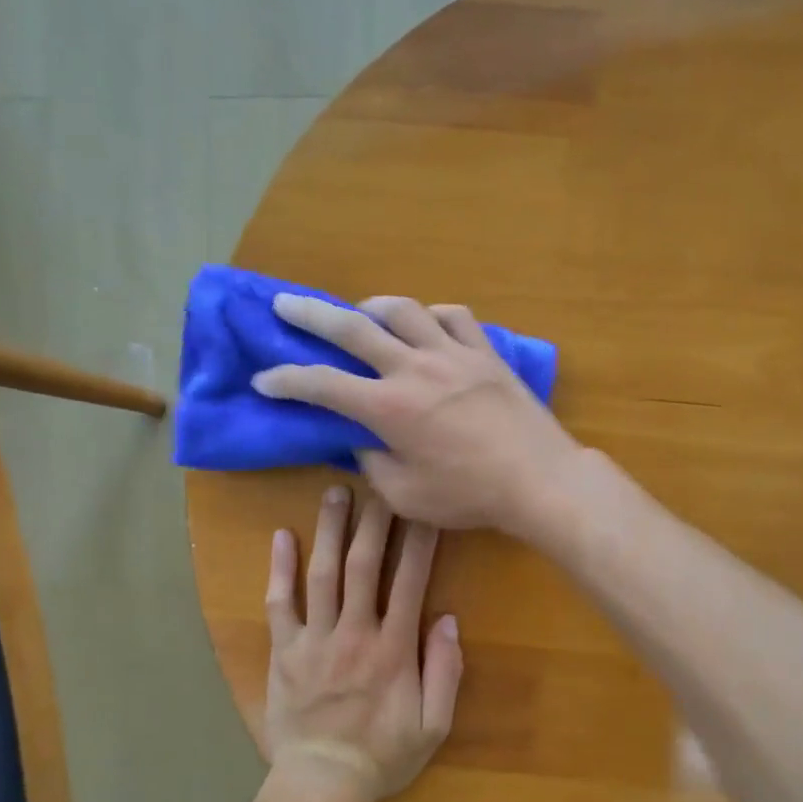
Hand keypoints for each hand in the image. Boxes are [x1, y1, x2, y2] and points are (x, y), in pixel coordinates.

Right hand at [252, 294, 582, 535]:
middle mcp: (414, 368)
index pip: (321, 384)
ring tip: (360, 313)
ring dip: (373, 307)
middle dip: (310, 315)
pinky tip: (426, 324)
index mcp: (388, 408)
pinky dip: (432, 315)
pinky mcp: (485, 353)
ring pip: (404, 310)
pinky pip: (454, 317)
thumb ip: (374, 464)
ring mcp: (453, 354)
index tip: (264, 379)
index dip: (285, 380)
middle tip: (284, 305)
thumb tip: (362, 441)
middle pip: (352, 327)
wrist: (538, 479)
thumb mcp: (407, 496)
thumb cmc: (470, 495)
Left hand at [262, 485, 462, 801]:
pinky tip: (281, 536)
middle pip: (363, 565)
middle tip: (376, 483)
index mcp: (394, 648)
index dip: (419, 540)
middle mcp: (354, 633)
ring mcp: (314, 640)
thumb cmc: (383, 756)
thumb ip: (445, 672)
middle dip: (373, 520)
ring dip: (329, 530)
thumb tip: (447, 620)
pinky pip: (279, 604)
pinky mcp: (284, 651)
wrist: (322, 784)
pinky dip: (279, 569)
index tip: (424, 506)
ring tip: (334, 492)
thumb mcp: (434, 725)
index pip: (410, 581)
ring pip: (322, 574)